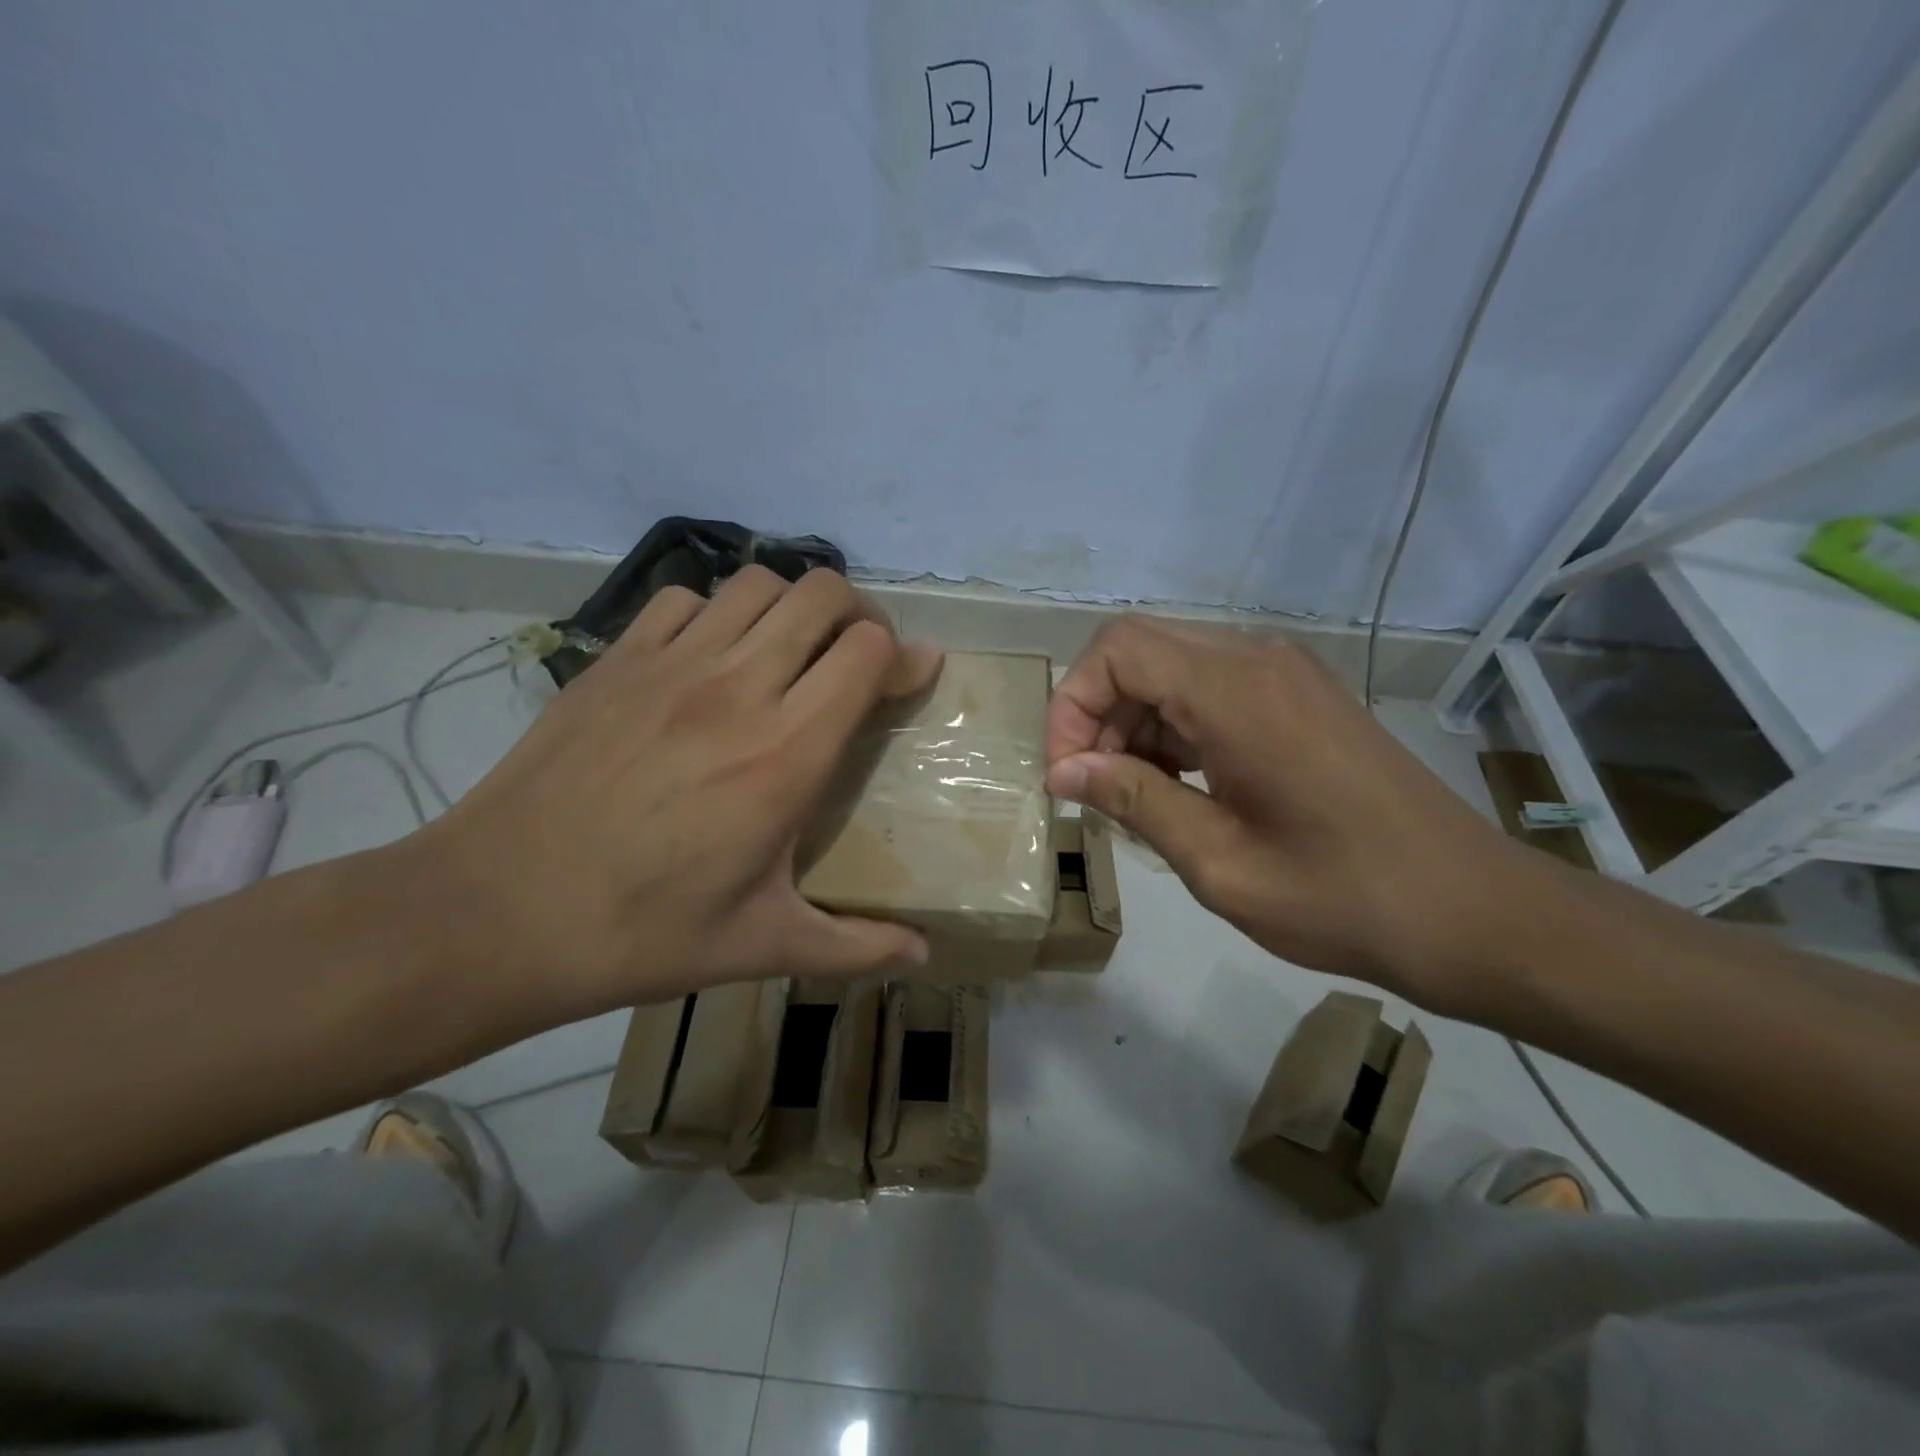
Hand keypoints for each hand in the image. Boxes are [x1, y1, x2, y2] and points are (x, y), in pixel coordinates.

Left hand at [411, 567, 942, 1025]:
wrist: (496, 913)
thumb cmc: (643, 933)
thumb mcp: (763, 946)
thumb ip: (856, 944)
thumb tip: (924, 954)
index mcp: (786, 754)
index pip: (867, 652)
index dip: (901, 657)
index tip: (908, 681)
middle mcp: (737, 689)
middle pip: (822, 594)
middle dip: (858, 615)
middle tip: (856, 659)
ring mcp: (670, 665)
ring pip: (757, 583)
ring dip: (791, 607)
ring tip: (790, 653)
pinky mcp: (614, 661)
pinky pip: (683, 600)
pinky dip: (715, 613)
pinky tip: (709, 660)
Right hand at [1046, 616, 1550, 1008]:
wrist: (1473, 911)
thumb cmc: (1341, 896)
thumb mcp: (1218, 861)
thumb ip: (1133, 800)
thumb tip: (1064, 771)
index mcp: (1235, 692)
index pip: (1116, 651)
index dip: (1072, 704)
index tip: (1065, 775)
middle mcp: (1258, 661)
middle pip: (1139, 649)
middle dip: (1097, 712)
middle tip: (1090, 786)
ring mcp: (1285, 674)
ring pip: (1172, 667)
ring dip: (1134, 720)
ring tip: (1130, 793)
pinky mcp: (1300, 697)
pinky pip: (1211, 687)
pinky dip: (1175, 725)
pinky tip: (1176, 784)